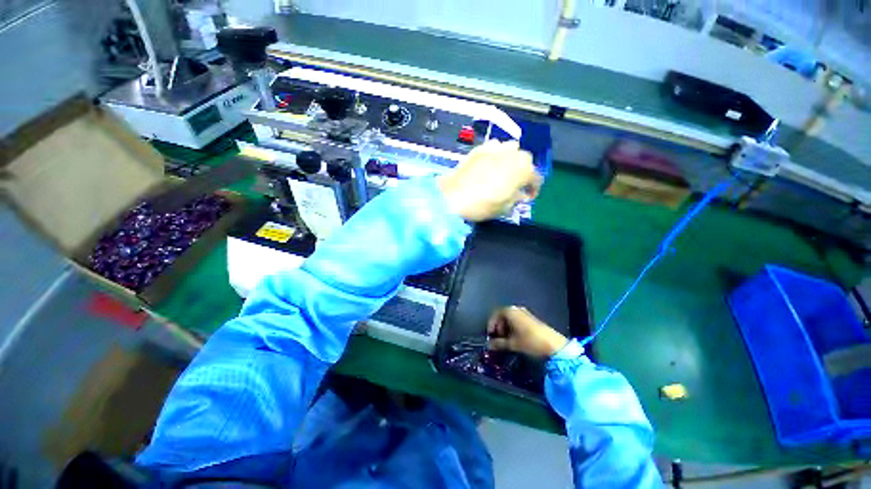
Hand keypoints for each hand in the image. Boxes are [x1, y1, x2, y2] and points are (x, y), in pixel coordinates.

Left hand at [438, 140, 540, 221]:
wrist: (454, 196)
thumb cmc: (483, 204)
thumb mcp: (505, 206)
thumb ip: (517, 197)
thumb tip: (520, 194)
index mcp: (524, 169)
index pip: (536, 178)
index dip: (534, 189)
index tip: (528, 197)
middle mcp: (513, 153)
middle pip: (525, 160)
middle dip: (523, 172)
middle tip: (515, 185)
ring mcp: (496, 147)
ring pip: (511, 150)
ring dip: (511, 160)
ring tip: (503, 172)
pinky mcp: (480, 148)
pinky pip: (494, 149)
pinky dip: (496, 156)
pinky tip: (488, 166)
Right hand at [487, 306, 567, 358]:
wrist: (554, 345)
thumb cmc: (530, 342)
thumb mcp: (512, 344)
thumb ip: (498, 343)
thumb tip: (489, 345)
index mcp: (510, 311)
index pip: (495, 314)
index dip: (491, 325)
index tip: (490, 336)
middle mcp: (516, 309)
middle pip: (502, 315)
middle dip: (498, 327)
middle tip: (498, 339)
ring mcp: (525, 312)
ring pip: (510, 318)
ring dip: (505, 328)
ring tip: (506, 340)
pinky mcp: (531, 318)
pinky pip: (517, 320)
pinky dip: (513, 327)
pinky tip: (515, 338)